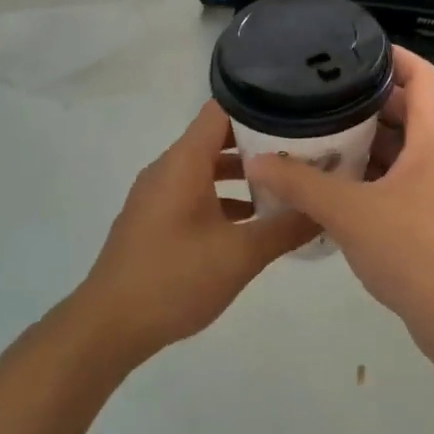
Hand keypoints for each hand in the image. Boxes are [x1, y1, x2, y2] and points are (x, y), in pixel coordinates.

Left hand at [76, 102, 316, 363]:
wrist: (108, 327)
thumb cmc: (174, 279)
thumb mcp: (241, 255)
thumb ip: (286, 228)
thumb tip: (325, 208)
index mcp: (184, 162)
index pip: (223, 109)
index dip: (262, 105)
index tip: (299, 111)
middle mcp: (168, 168)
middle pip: (218, 137)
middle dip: (261, 142)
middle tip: (305, 149)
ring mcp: (158, 195)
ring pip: (207, 168)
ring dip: (244, 173)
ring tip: (287, 182)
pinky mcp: (155, 220)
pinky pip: (195, 192)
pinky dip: (225, 197)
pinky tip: (254, 221)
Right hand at [245, 46, 433, 333]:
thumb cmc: (413, 249)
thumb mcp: (350, 212)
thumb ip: (301, 185)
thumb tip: (257, 160)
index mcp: (432, 138)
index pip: (422, 75)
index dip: (394, 55)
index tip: (355, 51)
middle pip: (407, 110)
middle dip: (367, 101)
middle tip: (322, 97)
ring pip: (401, 149)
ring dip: (366, 142)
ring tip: (319, 136)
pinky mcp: (431, 218)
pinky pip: (399, 180)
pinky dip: (370, 175)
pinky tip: (335, 185)